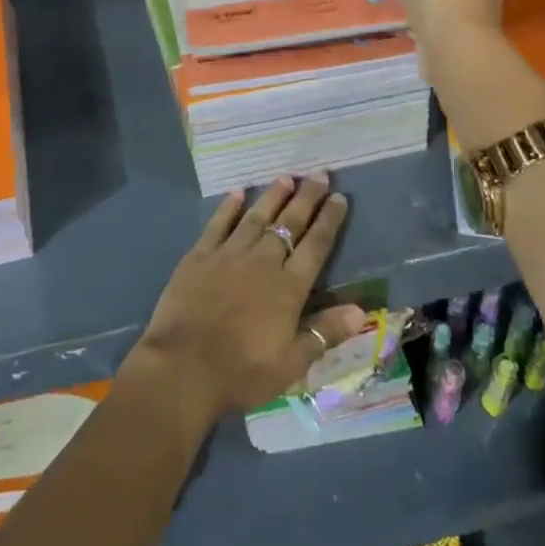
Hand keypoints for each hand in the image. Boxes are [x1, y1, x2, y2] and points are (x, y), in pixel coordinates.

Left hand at [126, 175, 368, 421]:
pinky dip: (229, 207)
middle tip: (319, 174)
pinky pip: (218, 224)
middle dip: (306, 198)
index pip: (315, 246)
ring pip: (257, 217)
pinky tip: (238, 192)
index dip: (329, 220)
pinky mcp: (200, 255)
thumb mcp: (292, 363)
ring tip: (287, 177)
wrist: (184, 366)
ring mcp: (229, 254)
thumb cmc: (242, 371)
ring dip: (273, 196)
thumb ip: (325, 332)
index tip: (340, 197)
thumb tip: (360, 310)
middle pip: (289, 224)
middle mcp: (262, 261)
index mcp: (288, 288)